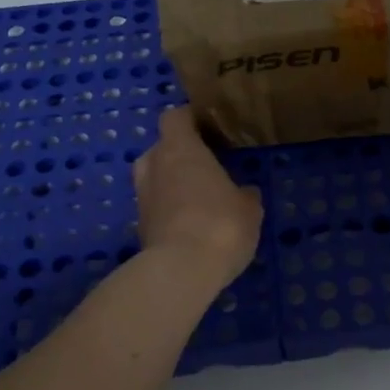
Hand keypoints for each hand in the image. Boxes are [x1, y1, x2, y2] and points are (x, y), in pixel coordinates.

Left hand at [133, 108, 262, 287]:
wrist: (181, 271)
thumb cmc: (220, 223)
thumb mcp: (249, 208)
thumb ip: (245, 194)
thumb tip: (244, 192)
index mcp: (180, 149)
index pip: (175, 117)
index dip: (189, 119)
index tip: (208, 126)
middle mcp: (154, 166)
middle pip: (161, 148)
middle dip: (180, 154)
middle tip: (206, 166)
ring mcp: (142, 197)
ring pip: (156, 178)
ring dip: (172, 183)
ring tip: (199, 197)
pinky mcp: (140, 226)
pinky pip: (156, 206)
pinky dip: (170, 210)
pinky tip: (193, 225)